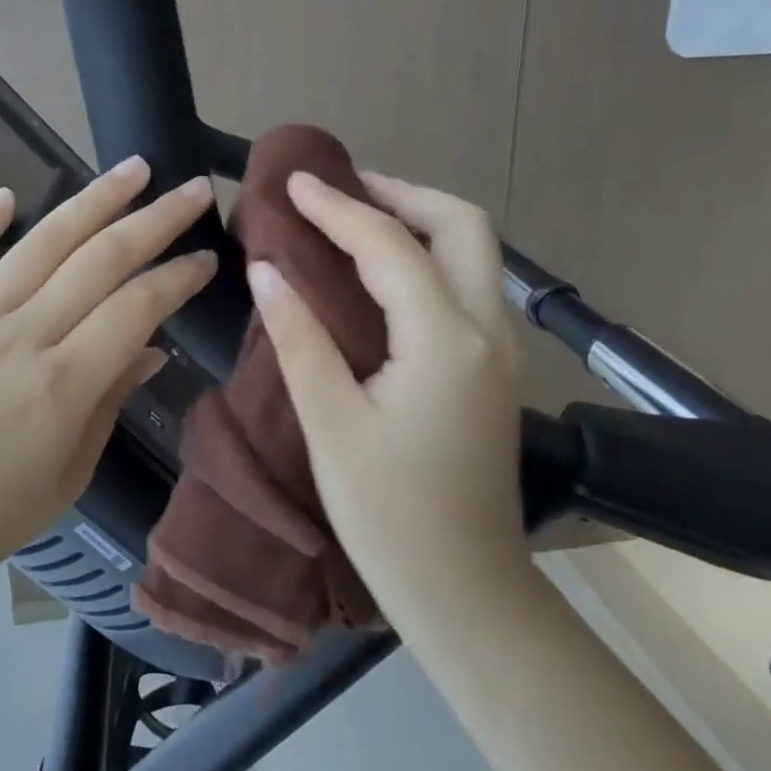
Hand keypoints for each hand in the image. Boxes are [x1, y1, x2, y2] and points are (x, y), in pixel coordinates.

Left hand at [0, 157, 217, 612]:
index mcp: (63, 383)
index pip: (138, 306)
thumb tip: (151, 346)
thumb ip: (112, 399)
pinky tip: (8, 194)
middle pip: (100, 258)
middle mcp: (20, 337)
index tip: (208, 256)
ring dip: (92, 199)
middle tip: (194, 187)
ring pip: (40, 243)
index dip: (179, 275)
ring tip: (132, 167)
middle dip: (156, 217)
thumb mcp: (71, 472)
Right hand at [247, 171, 526, 589]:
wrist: (464, 588)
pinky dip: (430, 259)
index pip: (389, 246)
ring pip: (474, 253)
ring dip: (421, 222)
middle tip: (340, 192)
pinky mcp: (497, 371)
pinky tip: (386, 276)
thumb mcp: (331, 424)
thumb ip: (300, 337)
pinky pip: (469, 286)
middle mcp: (488, 330)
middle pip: (462, 225)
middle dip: (401, 194)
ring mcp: (502, 350)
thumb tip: (267, 269)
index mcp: (446, 339)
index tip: (294, 182)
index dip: (338, 207)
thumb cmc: (389, 515)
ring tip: (358, 220)